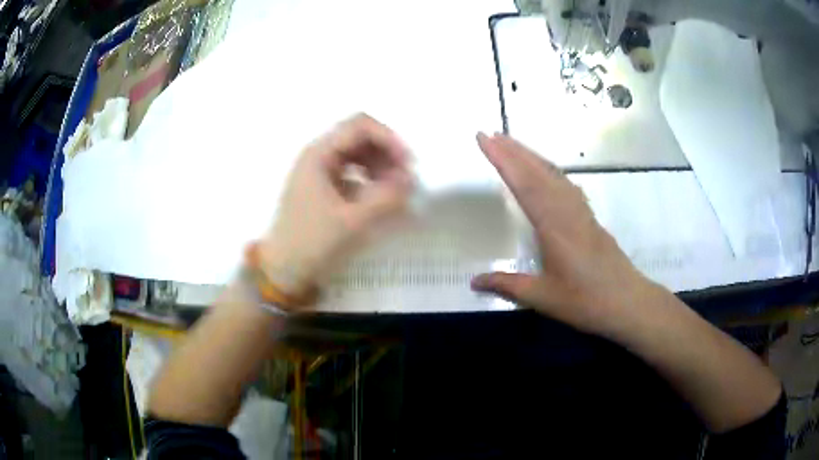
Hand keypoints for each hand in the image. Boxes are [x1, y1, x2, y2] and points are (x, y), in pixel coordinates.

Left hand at [258, 114, 413, 299]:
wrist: (283, 270)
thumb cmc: (313, 243)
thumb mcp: (353, 221)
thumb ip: (386, 197)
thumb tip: (411, 178)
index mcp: (319, 154)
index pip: (360, 126)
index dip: (388, 138)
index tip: (407, 163)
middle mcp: (318, 155)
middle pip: (359, 137)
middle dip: (386, 152)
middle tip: (404, 178)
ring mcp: (319, 170)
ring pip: (357, 153)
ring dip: (380, 165)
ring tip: (394, 189)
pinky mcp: (322, 186)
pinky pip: (352, 171)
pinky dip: (369, 178)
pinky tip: (378, 197)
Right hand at [471, 133, 653, 337]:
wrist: (629, 303)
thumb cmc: (587, 301)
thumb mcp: (544, 298)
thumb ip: (508, 286)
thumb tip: (473, 281)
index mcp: (554, 226)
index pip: (524, 184)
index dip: (502, 159)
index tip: (484, 138)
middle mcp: (568, 211)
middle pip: (539, 172)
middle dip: (514, 150)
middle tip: (491, 133)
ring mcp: (582, 212)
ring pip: (555, 175)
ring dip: (532, 156)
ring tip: (512, 144)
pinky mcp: (590, 218)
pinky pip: (567, 185)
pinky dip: (550, 171)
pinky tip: (547, 172)